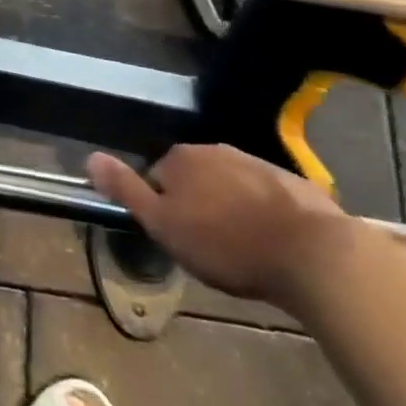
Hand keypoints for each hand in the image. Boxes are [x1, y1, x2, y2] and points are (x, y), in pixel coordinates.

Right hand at [88, 144, 353, 304]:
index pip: (157, 177)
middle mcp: (215, 150)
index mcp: (181, 158)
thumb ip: (126, 190)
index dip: (163, 208)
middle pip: (194, 178)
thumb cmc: (227, 244)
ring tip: (243, 248)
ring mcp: (257, 163)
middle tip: (209, 246)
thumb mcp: (164, 225)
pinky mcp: (295, 184)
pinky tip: (274, 244)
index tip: (179, 238)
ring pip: (231, 185)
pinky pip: (267, 196)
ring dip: (231, 208)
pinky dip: (264, 214)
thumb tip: (90, 157)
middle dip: (198, 205)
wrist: (314, 255)